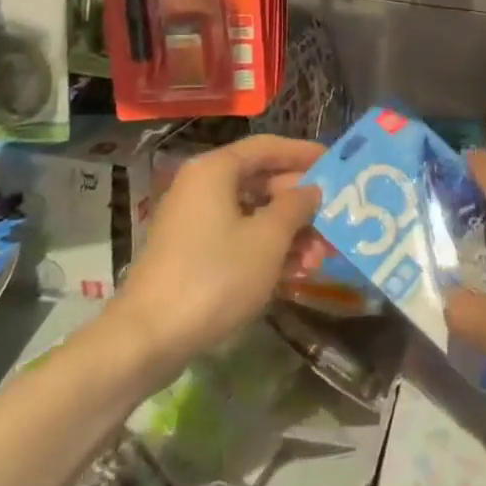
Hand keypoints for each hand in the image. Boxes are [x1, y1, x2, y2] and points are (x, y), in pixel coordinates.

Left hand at [109, 136, 323, 368]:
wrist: (150, 337)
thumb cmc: (215, 276)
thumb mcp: (268, 239)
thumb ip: (296, 207)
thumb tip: (310, 190)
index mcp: (215, 170)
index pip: (268, 147)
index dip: (303, 154)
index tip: (336, 165)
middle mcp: (202, 187)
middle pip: (262, 182)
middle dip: (300, 205)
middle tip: (333, 222)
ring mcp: (194, 222)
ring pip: (253, 215)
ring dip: (289, 233)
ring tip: (319, 259)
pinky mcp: (192, 254)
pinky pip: (238, 238)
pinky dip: (266, 250)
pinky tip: (294, 274)